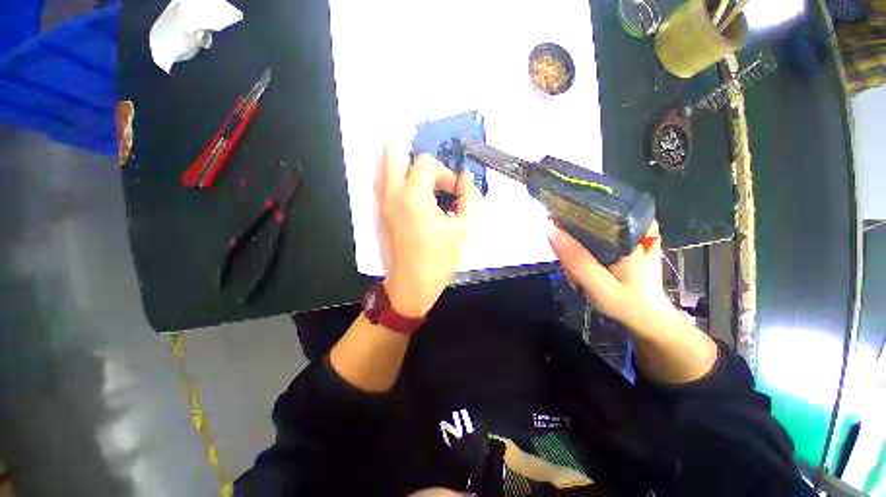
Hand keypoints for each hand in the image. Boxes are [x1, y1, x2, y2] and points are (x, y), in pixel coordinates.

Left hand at [375, 138, 482, 317]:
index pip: (427, 164)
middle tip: (419, 133)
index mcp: (414, 198)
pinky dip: (391, 171)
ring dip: (397, 155)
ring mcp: (382, 204)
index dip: (445, 173)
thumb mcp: (463, 230)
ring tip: (412, 153)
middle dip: (407, 139)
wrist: (410, 285)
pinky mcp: (380, 213)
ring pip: (382, 165)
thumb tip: (467, 180)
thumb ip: (470, 200)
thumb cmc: (438, 260)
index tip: (456, 191)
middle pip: (392, 151)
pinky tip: (404, 177)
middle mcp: (393, 195)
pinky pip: (381, 181)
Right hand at [548, 221, 671, 326]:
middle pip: (592, 215)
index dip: (571, 213)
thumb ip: (578, 261)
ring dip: (576, 239)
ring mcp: (632, 230)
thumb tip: (553, 232)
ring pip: (591, 224)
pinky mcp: (626, 238)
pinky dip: (583, 242)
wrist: (647, 315)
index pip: (597, 207)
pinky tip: (580, 258)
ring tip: (574, 264)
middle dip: (572, 232)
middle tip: (566, 259)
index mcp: (637, 231)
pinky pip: (596, 232)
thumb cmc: (628, 303)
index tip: (554, 224)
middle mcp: (637, 223)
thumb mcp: (600, 286)